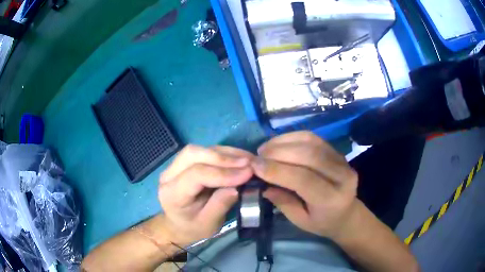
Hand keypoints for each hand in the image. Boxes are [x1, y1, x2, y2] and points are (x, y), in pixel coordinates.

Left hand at [158, 145, 253, 245]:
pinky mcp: (183, 163)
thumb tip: (237, 187)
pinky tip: (239, 158)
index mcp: (172, 194)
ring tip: (248, 159)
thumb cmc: (193, 228)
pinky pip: (203, 152)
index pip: (196, 175)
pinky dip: (223, 153)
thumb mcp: (208, 224)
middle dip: (223, 157)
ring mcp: (174, 166)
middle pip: (193, 154)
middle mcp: (169, 175)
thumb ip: (220, 205)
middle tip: (248, 163)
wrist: (178, 225)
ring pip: (199, 150)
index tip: (248, 173)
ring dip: (225, 153)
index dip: (223, 173)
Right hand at [252, 131, 358, 239]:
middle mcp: (342, 176)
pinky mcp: (337, 152)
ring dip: (283, 142)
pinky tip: (278, 143)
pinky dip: (292, 137)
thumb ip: (283, 202)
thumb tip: (262, 183)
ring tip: (265, 149)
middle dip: (278, 153)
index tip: (254, 166)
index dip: (277, 170)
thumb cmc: (322, 222)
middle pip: (309, 155)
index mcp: (332, 199)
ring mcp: (342, 160)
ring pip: (311, 142)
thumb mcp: (300, 221)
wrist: (346, 213)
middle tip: (257, 156)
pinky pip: (313, 138)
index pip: (304, 179)